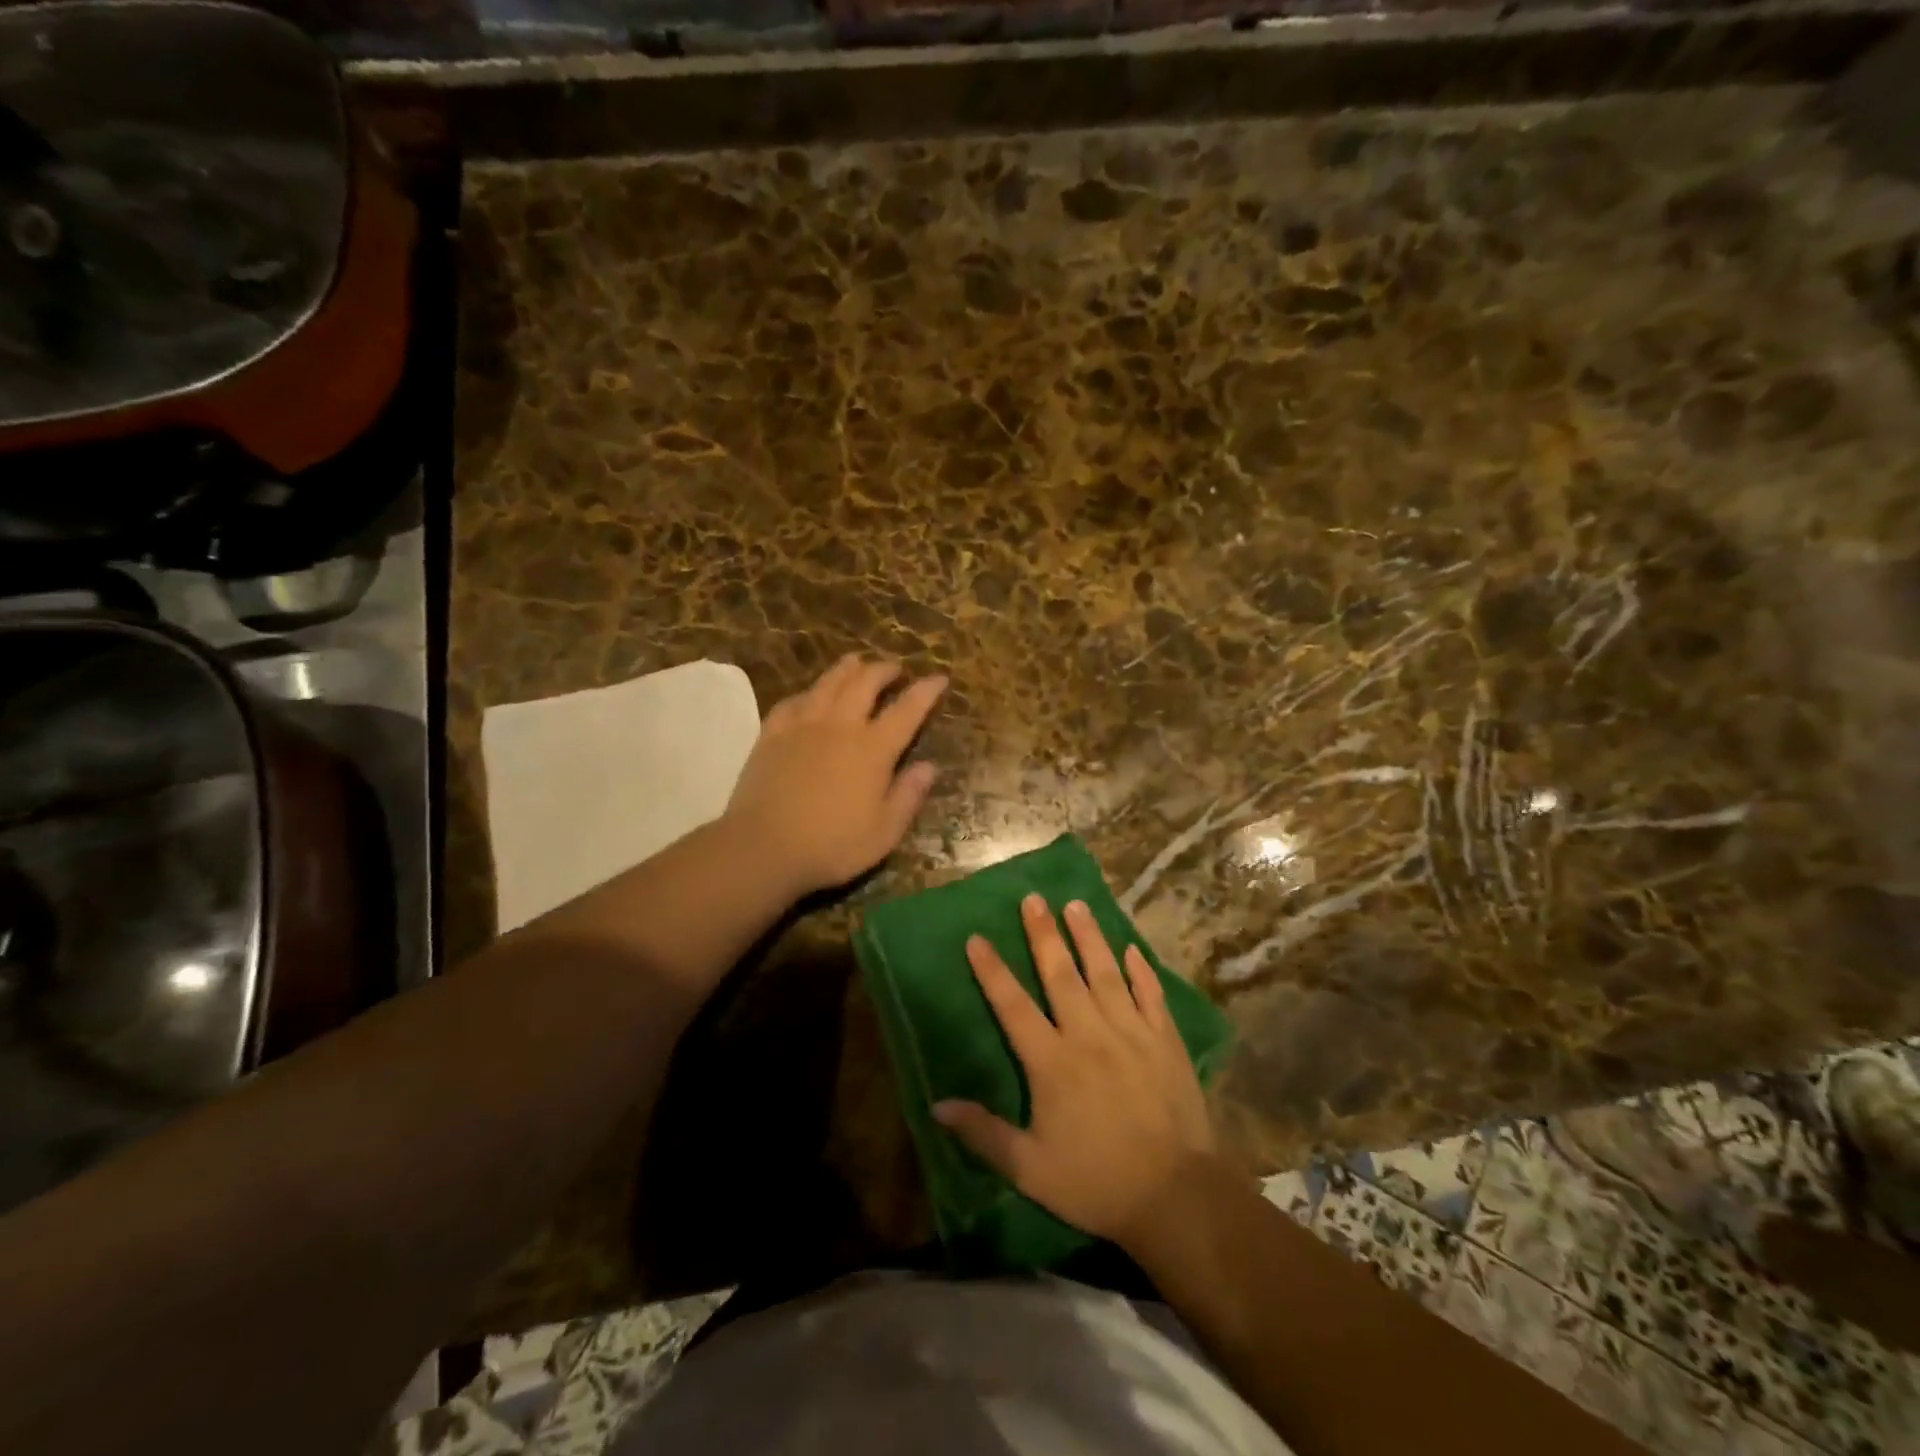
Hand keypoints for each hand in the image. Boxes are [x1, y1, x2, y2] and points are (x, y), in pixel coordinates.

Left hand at [724, 654, 945, 897]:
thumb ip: (908, 796)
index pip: (907, 710)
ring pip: (828, 683)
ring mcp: (803, 725)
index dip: (925, 691)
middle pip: (865, 683)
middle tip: (895, 669)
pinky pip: (792, 701)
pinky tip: (809, 696)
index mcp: (873, 749)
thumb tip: (929, 767)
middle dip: (884, 670)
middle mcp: (840, 726)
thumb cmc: (832, 845)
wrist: (763, 846)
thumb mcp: (884, 831)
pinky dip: (808, 693)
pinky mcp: (772, 734)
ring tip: (856, 662)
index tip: (939, 678)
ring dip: (847, 669)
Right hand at [934, 894, 1215, 1247]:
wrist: (1175, 1197)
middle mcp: (1089, 1034)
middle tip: (1033, 899)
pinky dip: (1141, 969)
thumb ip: (983, 1133)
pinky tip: (1131, 948)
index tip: (977, 938)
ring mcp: (1132, 1033)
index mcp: (1052, 1061)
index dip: (992, 971)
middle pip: (1061, 974)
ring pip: (1106, 973)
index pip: (1013, 1006)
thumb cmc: (1095, 1182)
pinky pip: (1151, 995)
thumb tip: (937, 1105)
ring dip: (1089, 937)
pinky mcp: (1166, 1041)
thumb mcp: (1029, 1169)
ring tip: (1076, 904)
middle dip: (1043, 934)